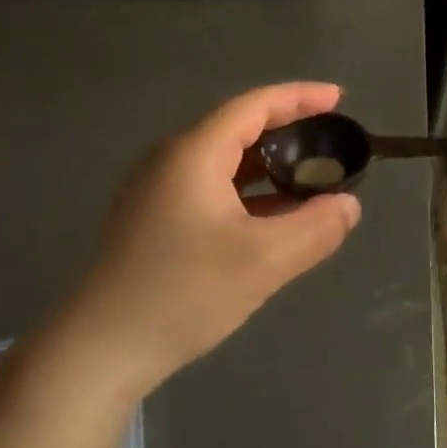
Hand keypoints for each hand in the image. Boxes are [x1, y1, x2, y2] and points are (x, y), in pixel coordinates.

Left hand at [62, 82, 361, 393]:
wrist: (99, 350)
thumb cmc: (182, 293)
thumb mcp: (262, 261)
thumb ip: (314, 229)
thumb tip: (348, 205)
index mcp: (193, 153)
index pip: (254, 106)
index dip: (299, 97)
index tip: (338, 98)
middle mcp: (172, 160)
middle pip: (238, 128)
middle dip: (288, 130)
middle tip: (330, 141)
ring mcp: (158, 190)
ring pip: (225, 162)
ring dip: (269, 166)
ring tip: (311, 177)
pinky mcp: (154, 219)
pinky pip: (211, 188)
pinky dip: (248, 192)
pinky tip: (273, 217)